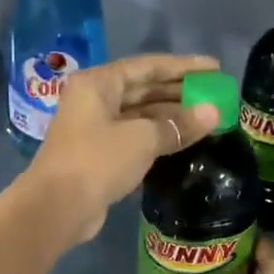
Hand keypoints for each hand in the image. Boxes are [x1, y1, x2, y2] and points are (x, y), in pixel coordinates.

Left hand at [19, 52, 221, 244]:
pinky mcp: (99, 155)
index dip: (183, 67)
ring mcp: (95, 128)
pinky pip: (135, 137)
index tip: (214, 69)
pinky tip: (184, 141)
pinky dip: (158, 137)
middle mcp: (94, 100)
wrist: (57, 207)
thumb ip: (178, 125)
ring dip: (171, 117)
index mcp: (98, 83)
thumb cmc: (97, 161)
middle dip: (179, 92)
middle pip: (143, 89)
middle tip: (216, 95)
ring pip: (140, 115)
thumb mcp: (142, 139)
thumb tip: (213, 113)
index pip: (148, 66)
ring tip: (207, 119)